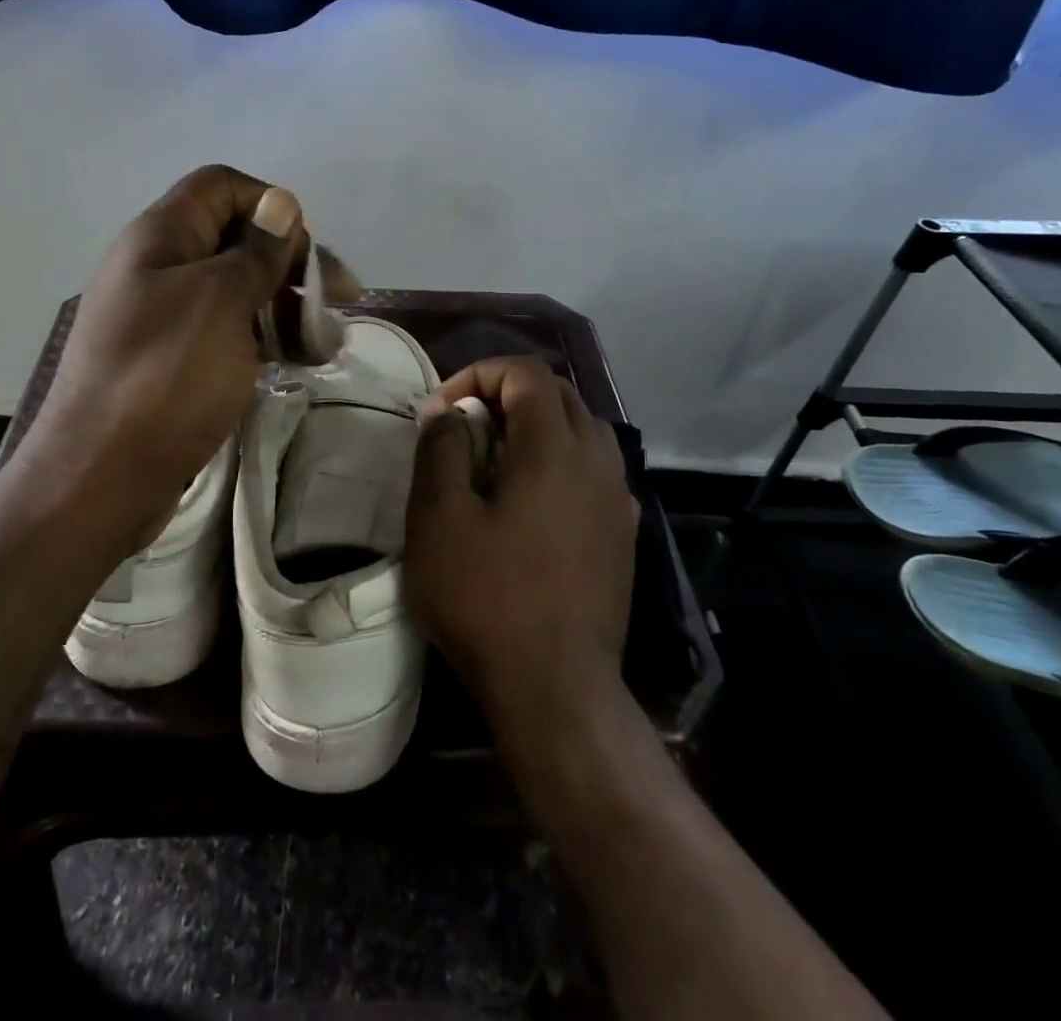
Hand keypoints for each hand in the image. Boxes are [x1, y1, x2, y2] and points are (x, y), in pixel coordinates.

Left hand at [6, 165, 331, 551]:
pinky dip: (265, 339)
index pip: (222, 186)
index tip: (304, 252)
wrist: (99, 480)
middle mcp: (159, 268)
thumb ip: (255, 252)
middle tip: (339, 300)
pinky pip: (227, 332)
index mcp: (161, 238)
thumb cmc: (165, 380)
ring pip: (237, 290)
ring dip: (285, 307)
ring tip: (327, 343)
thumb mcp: (220, 304)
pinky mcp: (174, 361)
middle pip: (236, 239)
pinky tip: (298, 362)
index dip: (270, 206)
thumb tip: (281, 202)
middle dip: (291, 264)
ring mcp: (165, 317)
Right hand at [405, 357, 638, 735]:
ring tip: (497, 459)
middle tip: (466, 428)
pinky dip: (560, 460)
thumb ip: (441, 448)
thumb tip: (447, 413)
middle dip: (508, 394)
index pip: (526, 372)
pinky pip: (593, 470)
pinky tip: (532, 500)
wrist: (556, 688)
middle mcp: (597, 459)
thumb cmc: (487, 597)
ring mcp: (616, 497)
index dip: (480, 374)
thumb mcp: (439, 517)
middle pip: (559, 393)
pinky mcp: (621, 533)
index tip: (444, 411)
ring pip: (582, 429)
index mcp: (554, 446)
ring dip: (538, 425)